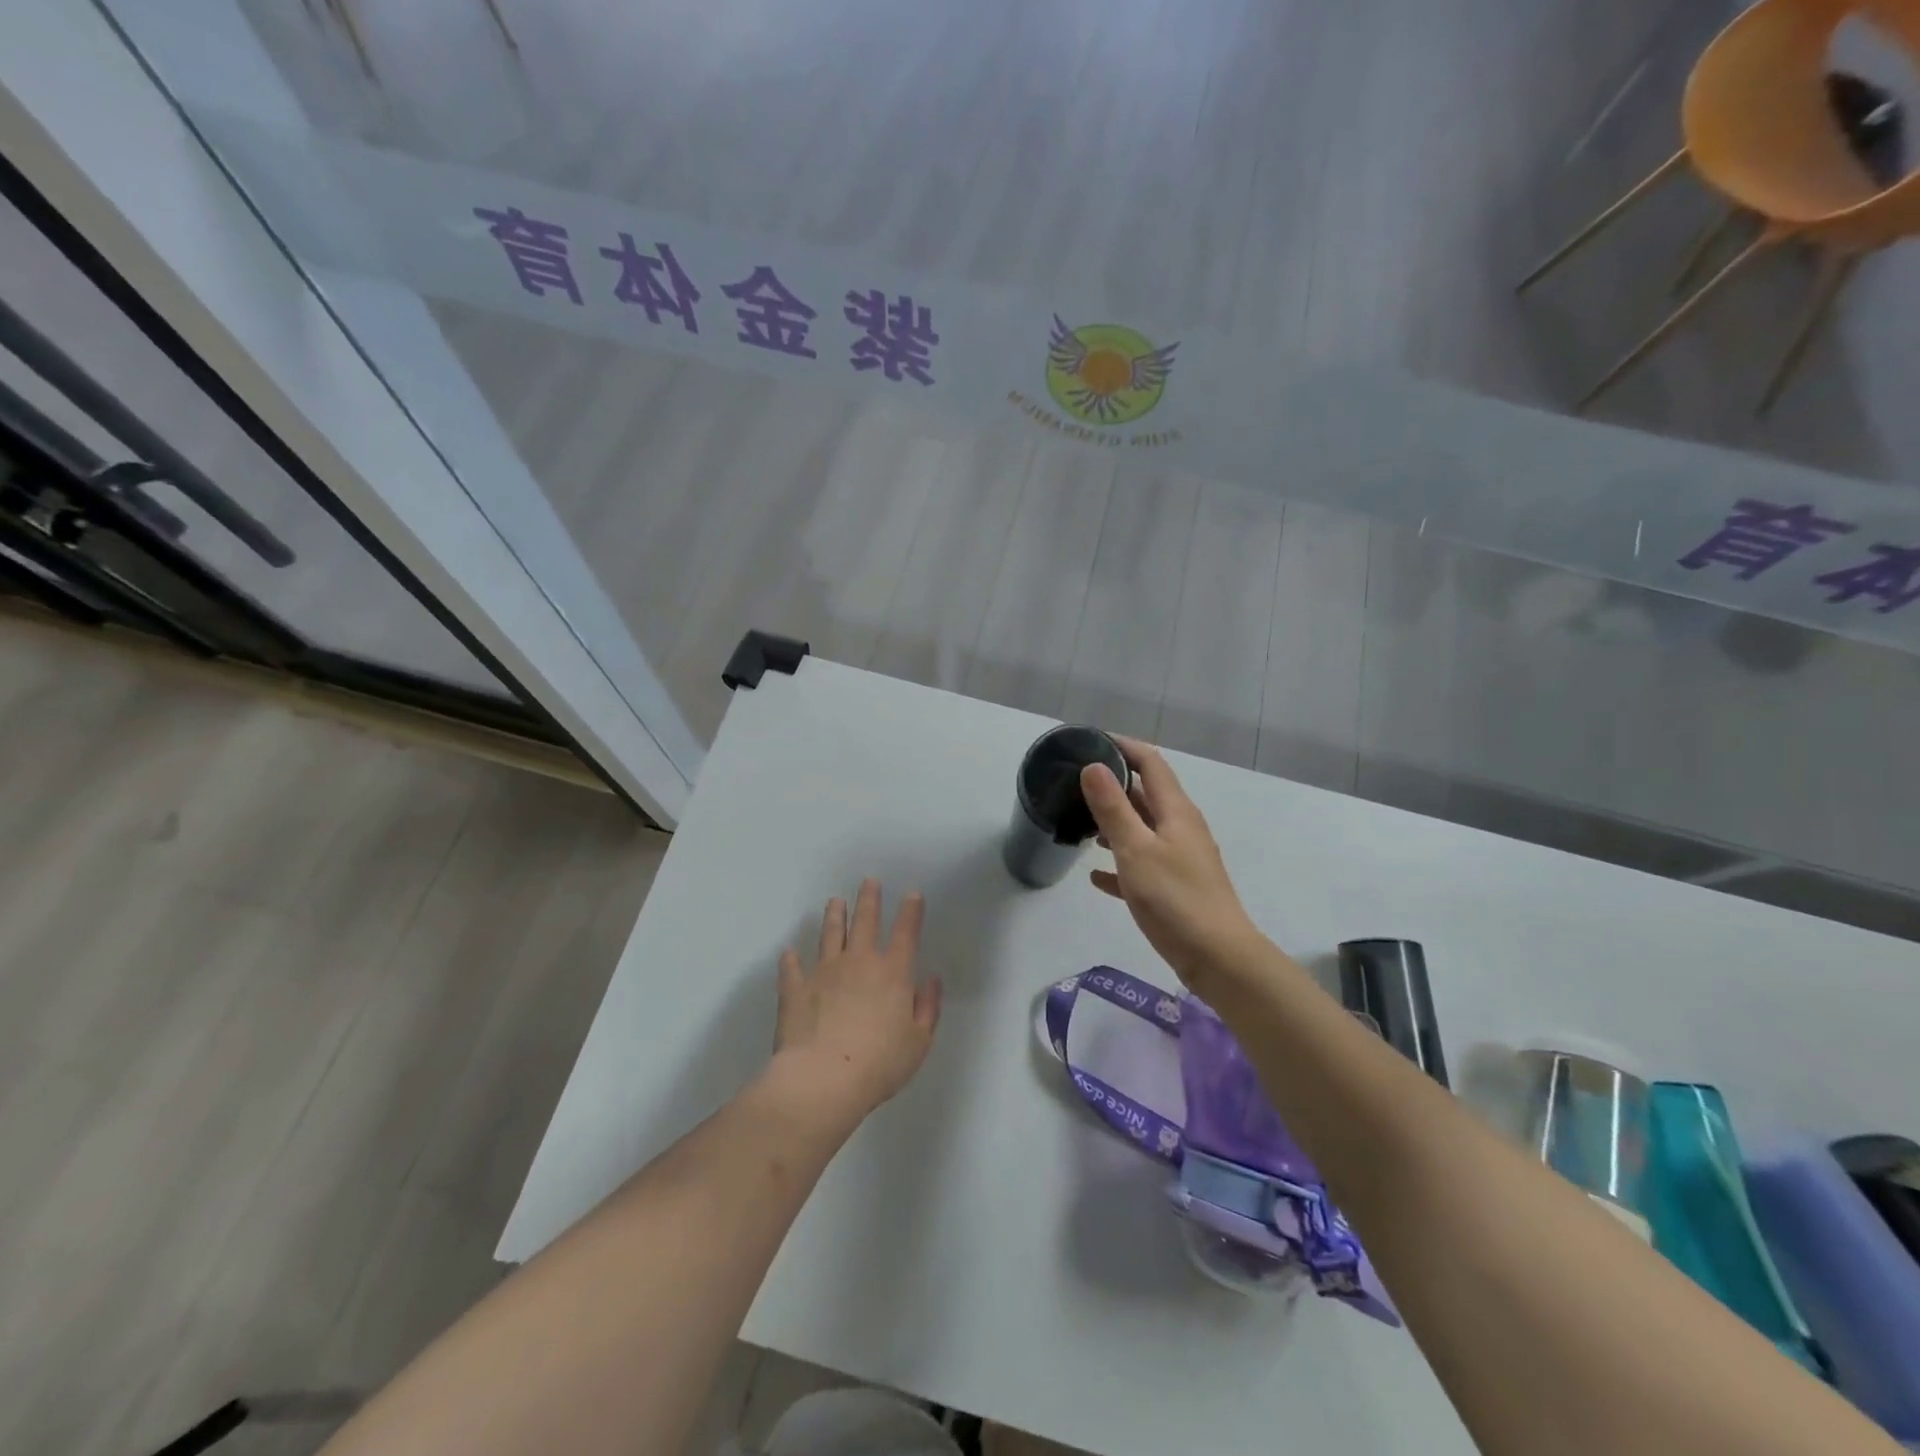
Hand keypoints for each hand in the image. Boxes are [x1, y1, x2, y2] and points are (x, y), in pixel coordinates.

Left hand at [771, 879, 941, 1123]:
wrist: (823, 1079)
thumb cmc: (880, 1064)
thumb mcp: (918, 1041)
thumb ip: (928, 1007)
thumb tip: (931, 980)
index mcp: (893, 973)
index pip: (906, 933)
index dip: (911, 911)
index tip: (912, 893)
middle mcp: (859, 962)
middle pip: (865, 921)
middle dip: (869, 899)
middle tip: (869, 881)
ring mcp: (824, 972)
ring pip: (830, 934)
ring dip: (834, 916)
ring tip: (835, 901)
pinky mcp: (795, 988)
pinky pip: (792, 968)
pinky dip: (791, 959)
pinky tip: (789, 953)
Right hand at [1081, 738, 1261, 993]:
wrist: (1217, 958)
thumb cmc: (1175, 898)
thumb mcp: (1135, 849)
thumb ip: (1113, 808)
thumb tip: (1094, 766)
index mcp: (1175, 811)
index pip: (1150, 762)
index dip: (1123, 746)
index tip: (1090, 741)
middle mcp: (1180, 828)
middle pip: (1146, 794)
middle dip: (1113, 785)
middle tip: (1075, 783)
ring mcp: (1180, 859)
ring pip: (1142, 830)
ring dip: (1114, 823)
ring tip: (1079, 823)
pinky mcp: (1175, 888)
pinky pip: (1141, 866)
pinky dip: (1119, 865)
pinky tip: (1095, 876)